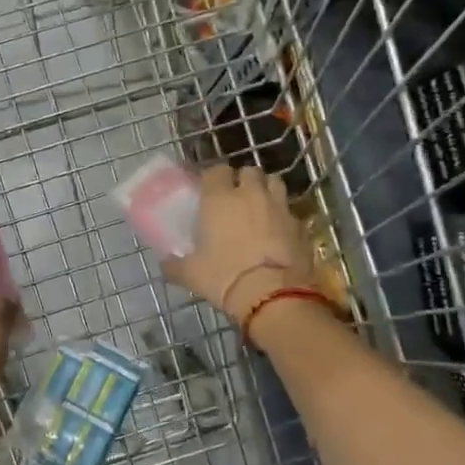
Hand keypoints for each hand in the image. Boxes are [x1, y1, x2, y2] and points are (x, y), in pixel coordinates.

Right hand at [163, 165, 315, 321]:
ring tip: (260, 207)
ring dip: (266, 190)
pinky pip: (290, 211)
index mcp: (219, 199)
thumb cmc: (224, 276)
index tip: (209, 190)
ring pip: (275, 182)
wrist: (272, 294)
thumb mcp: (190, 274)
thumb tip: (165, 264)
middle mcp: (250, 194)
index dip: (213, 178)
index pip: (216, 170)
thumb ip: (174, 265)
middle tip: (237, 198)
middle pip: (249, 171)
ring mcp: (278, 206)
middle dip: (243, 180)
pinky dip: (284, 216)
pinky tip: (278, 231)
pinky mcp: (299, 224)